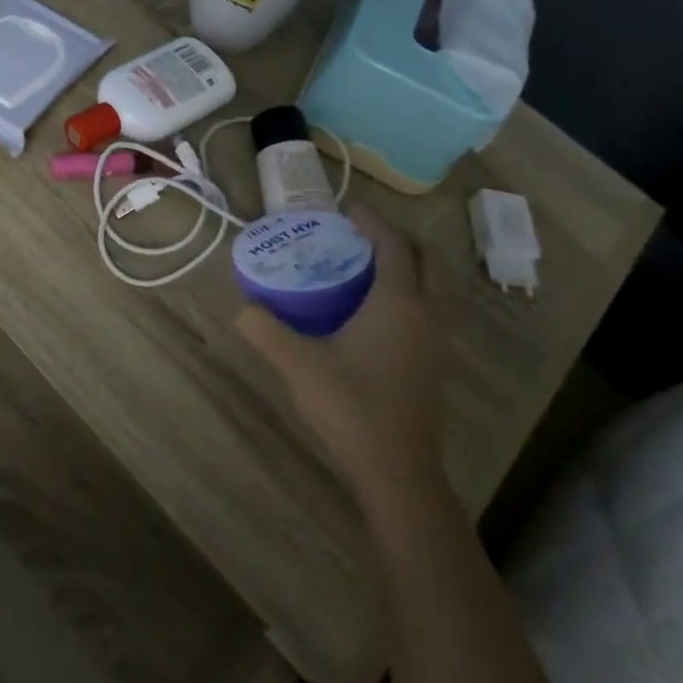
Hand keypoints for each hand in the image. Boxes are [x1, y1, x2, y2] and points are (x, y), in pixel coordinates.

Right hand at [237, 203, 454, 521]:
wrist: (397, 472)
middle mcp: (427, 315)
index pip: (394, 247)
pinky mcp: (436, 365)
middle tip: (368, 237)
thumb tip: (242, 308)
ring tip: (377, 268)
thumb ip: (265, 331)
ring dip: (416, 267)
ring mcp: (438, 342)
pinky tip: (382, 313)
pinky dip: (418, 293)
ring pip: (440, 287)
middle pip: (431, 261)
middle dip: (404, 240)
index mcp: (399, 304)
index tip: (352, 210)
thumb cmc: (351, 409)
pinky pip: (436, 310)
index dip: (375, 223)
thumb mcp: (298, 366)